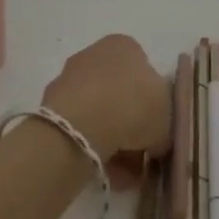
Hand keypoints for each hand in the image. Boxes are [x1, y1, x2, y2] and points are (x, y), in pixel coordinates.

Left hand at [42, 34, 170, 163]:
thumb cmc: (133, 105)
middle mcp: (95, 54)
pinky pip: (79, 126)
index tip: (154, 129)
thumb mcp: (167, 114)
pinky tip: (101, 168)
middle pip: (120, 93)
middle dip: (130, 124)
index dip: (152, 103)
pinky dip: (90, 145)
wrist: (81, 125)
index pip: (144, 72)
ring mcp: (69, 78)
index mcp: (125, 45)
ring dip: (111, 139)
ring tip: (121, 172)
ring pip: (99, 111)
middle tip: (139, 154)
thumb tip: (156, 137)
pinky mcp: (51, 105)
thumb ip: (166, 121)